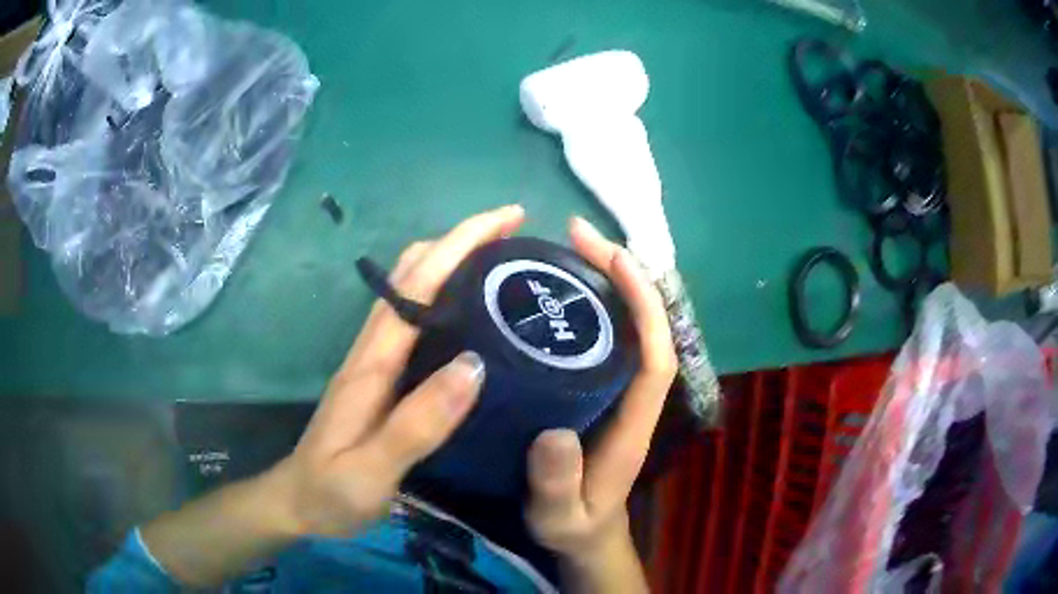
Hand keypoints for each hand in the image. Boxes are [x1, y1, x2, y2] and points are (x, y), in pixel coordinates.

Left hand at [270, 205, 525, 536]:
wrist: (297, 501)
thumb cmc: (331, 491)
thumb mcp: (372, 470)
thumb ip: (419, 423)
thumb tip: (474, 365)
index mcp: (373, 361)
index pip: (419, 282)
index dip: (463, 241)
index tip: (510, 218)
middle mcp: (374, 347)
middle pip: (416, 271)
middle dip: (465, 240)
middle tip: (519, 237)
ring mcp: (376, 359)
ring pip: (416, 289)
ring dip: (457, 262)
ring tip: (507, 263)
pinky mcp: (382, 375)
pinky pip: (418, 318)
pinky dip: (448, 296)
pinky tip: (476, 314)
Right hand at [525, 218, 676, 575]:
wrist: (584, 534)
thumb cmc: (573, 525)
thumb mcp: (559, 517)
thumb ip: (557, 486)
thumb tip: (554, 434)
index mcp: (633, 423)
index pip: (656, 355)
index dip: (645, 306)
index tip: (613, 260)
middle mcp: (633, 397)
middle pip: (645, 327)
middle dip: (624, 276)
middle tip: (578, 234)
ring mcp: (617, 391)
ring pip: (627, 326)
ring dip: (609, 281)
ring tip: (571, 245)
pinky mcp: (598, 389)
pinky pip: (604, 337)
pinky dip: (593, 304)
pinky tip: (561, 287)